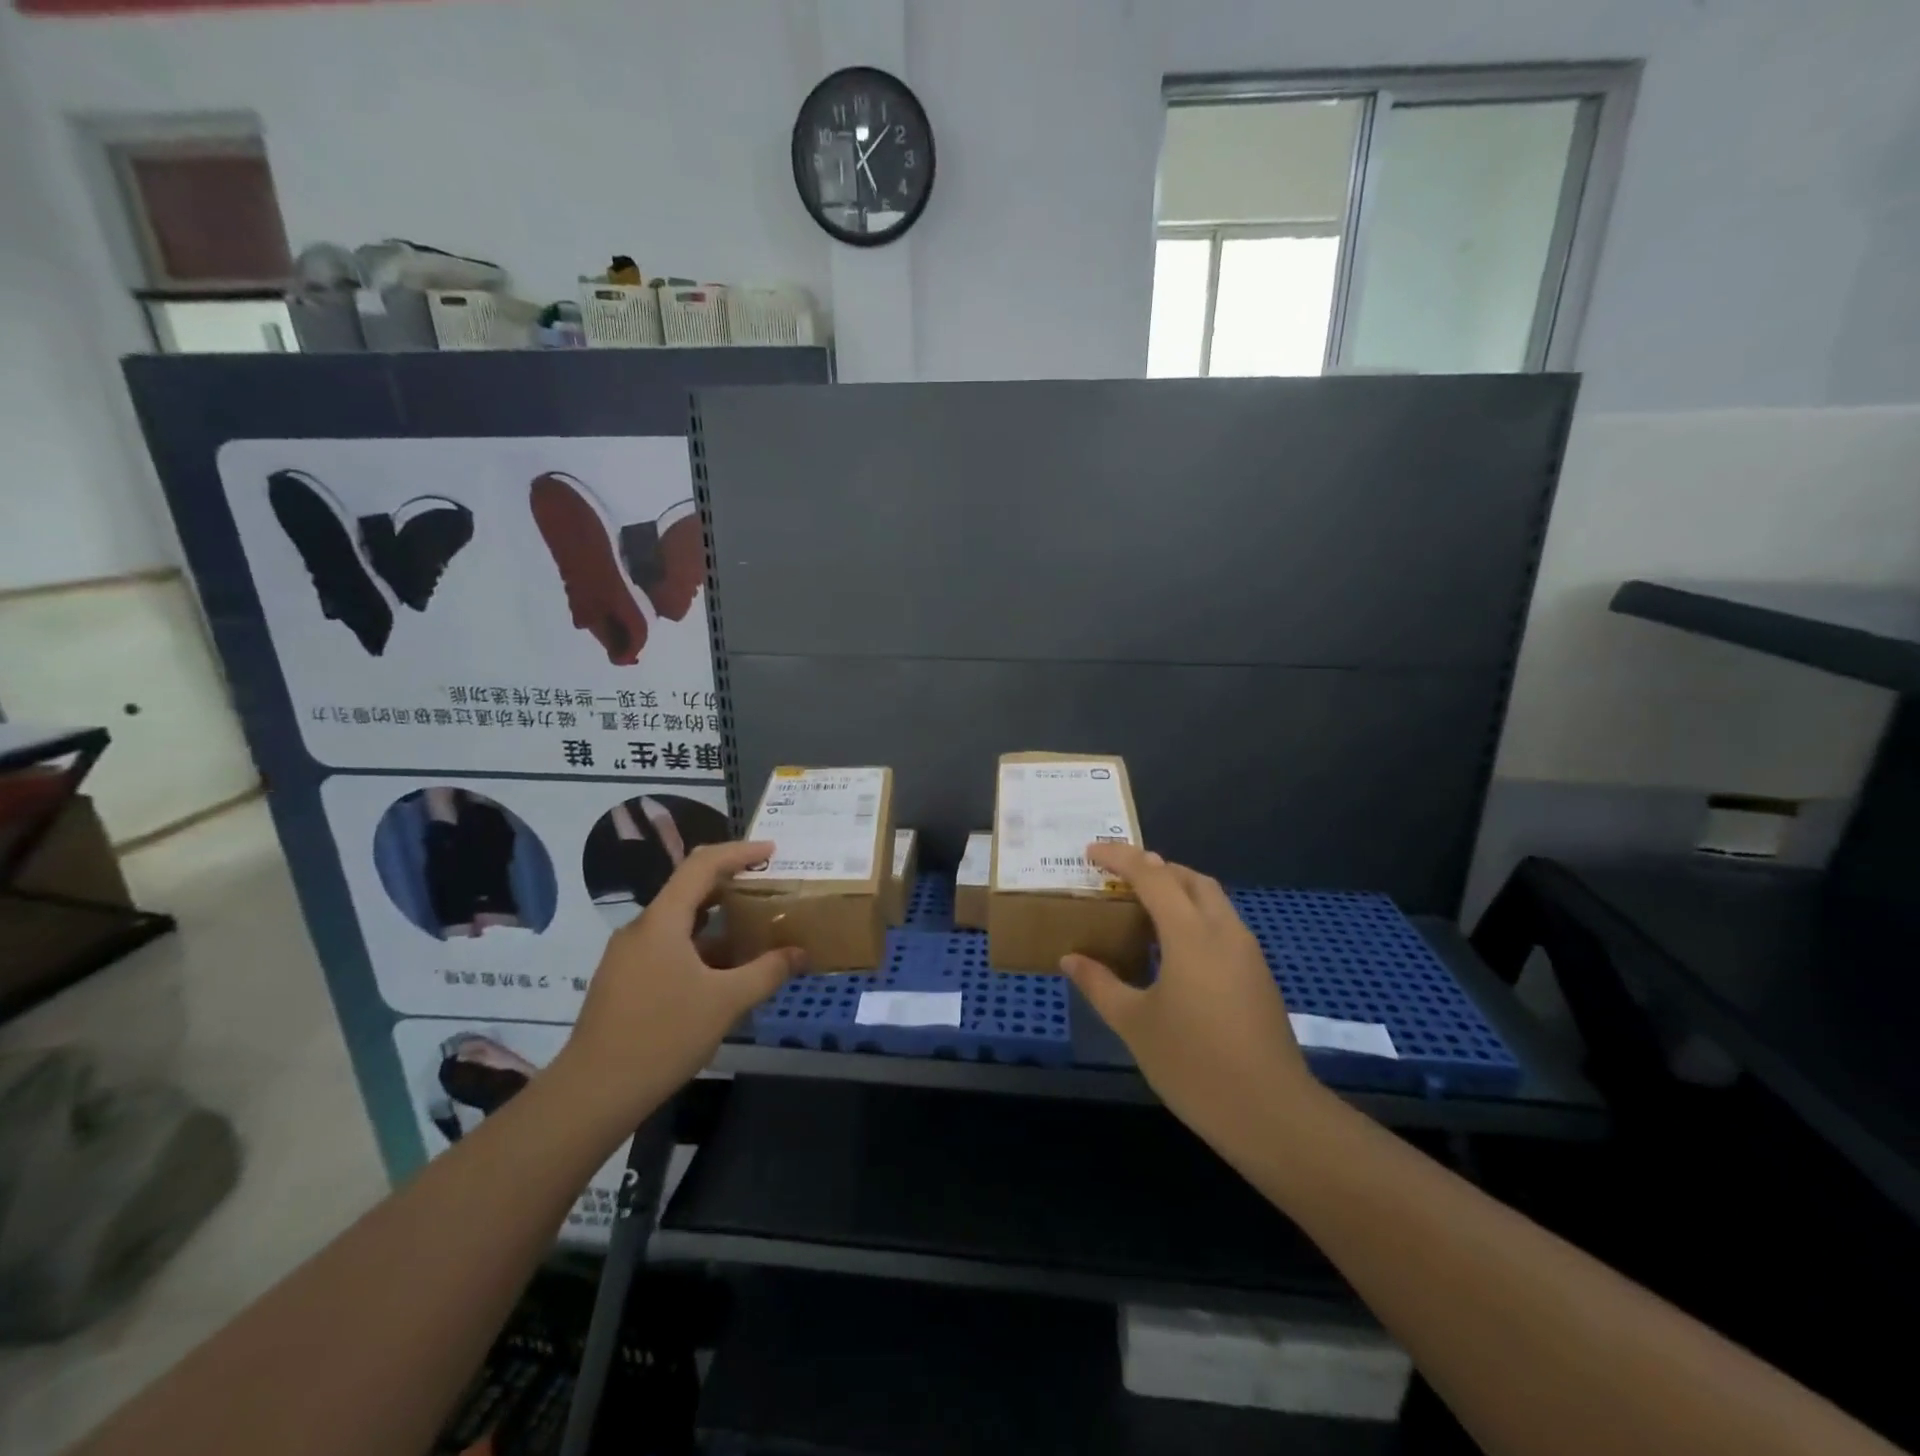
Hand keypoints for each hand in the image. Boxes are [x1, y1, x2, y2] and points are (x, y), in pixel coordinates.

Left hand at [558, 840, 804, 1122]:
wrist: (593, 1093)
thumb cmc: (663, 1035)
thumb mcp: (726, 1002)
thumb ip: (767, 972)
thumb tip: (801, 953)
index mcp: (662, 921)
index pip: (701, 865)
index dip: (739, 853)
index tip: (771, 852)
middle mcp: (641, 929)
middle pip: (689, 890)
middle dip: (730, 885)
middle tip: (767, 888)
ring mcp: (627, 956)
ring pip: (678, 923)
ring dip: (717, 921)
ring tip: (753, 929)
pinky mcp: (623, 981)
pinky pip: (667, 947)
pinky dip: (699, 946)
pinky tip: (722, 971)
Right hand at [1063, 843, 1324, 1142]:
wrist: (1272, 1113)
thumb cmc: (1194, 1064)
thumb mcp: (1135, 1024)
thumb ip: (1100, 984)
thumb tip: (1070, 959)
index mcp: (1190, 934)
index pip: (1153, 875)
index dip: (1120, 857)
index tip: (1091, 852)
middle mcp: (1223, 931)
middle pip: (1190, 879)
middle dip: (1155, 868)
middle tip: (1120, 880)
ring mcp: (1247, 953)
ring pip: (1212, 900)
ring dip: (1178, 891)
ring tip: (1143, 911)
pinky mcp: (1258, 976)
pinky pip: (1223, 925)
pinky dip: (1195, 917)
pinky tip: (1174, 951)